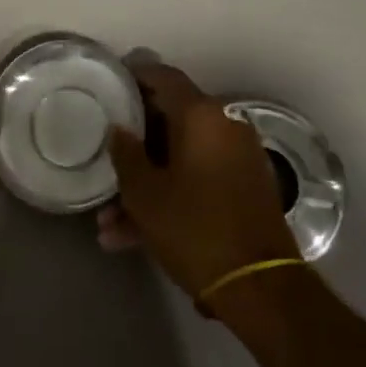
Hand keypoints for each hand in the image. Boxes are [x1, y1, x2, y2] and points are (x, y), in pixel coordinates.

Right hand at [98, 56, 298, 298]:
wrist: (261, 290)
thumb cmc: (195, 229)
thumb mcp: (145, 193)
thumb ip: (125, 154)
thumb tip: (119, 130)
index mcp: (201, 115)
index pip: (163, 77)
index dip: (134, 77)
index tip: (109, 87)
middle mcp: (224, 126)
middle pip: (170, 120)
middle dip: (135, 144)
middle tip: (104, 158)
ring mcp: (239, 159)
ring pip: (181, 158)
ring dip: (147, 182)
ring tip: (109, 221)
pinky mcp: (246, 190)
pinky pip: (199, 179)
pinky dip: (171, 196)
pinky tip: (133, 236)